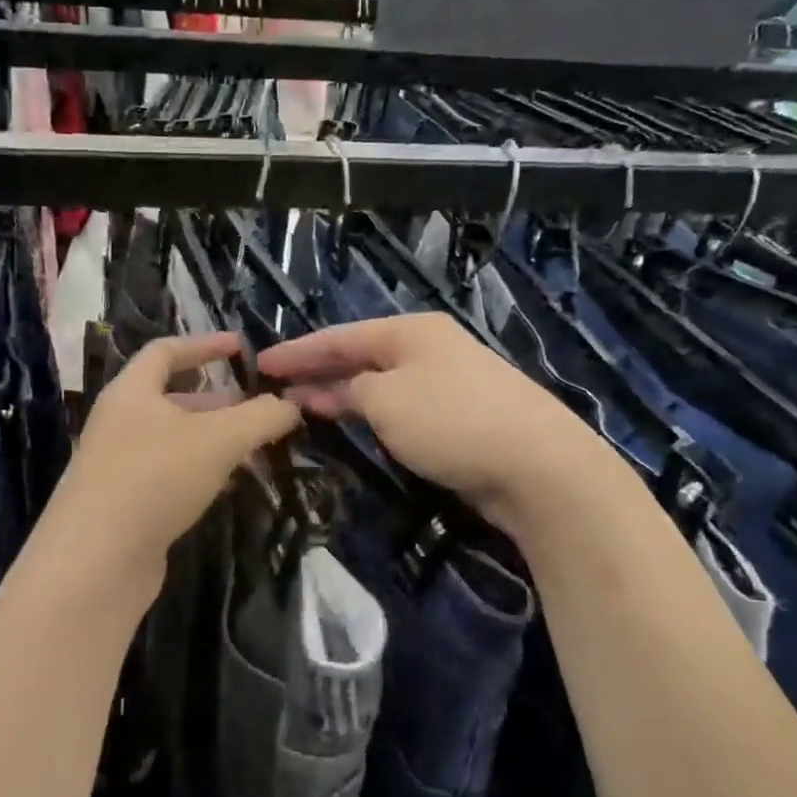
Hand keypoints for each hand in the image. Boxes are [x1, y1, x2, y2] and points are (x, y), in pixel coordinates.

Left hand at [50, 332, 299, 581]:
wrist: (97, 560)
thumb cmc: (156, 478)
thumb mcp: (219, 440)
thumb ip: (261, 417)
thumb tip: (290, 405)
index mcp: (131, 392)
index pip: (165, 351)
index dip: (205, 344)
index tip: (242, 346)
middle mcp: (119, 423)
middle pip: (172, 398)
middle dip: (218, 400)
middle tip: (260, 407)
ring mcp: (119, 465)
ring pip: (174, 440)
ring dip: (213, 438)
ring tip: (254, 446)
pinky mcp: (124, 504)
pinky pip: (168, 474)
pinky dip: (200, 471)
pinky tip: (227, 484)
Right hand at [255, 312, 606, 540]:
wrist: (537, 465)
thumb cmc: (452, 421)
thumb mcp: (387, 400)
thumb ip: (352, 390)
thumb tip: (337, 391)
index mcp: (411, 331)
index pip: (340, 336)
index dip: (298, 350)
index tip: (259, 363)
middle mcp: (429, 349)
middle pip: (360, 356)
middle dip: (317, 370)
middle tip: (274, 387)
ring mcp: (447, 382)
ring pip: (380, 383)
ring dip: (341, 394)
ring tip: (302, 406)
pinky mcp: (458, 417)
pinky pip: (399, 408)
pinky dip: (370, 414)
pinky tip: (352, 424)